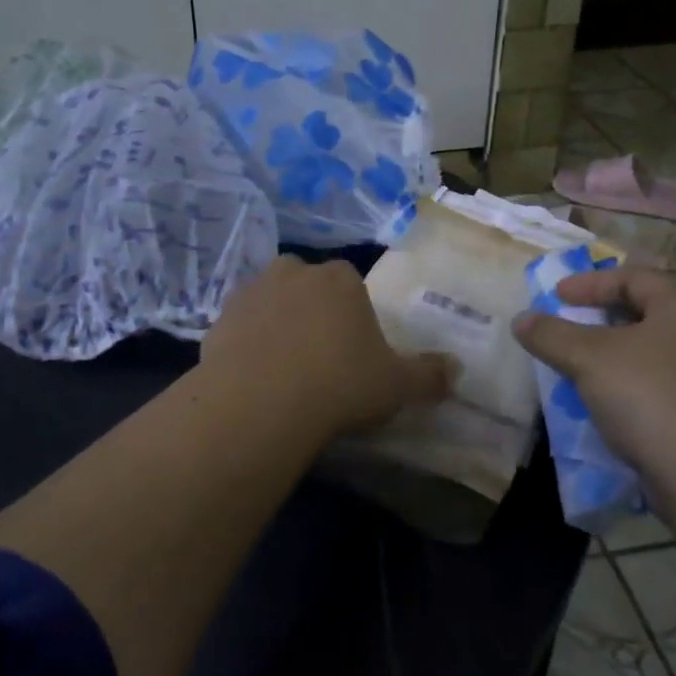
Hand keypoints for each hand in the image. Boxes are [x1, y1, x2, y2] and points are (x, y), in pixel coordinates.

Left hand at [203, 257, 453, 438]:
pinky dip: (245, 344)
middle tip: (318, 353)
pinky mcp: (218, 319)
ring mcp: (250, 293)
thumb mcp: (397, 385)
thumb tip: (457, 369)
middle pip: (306, 284)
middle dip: (312, 308)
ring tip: (283, 365)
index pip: (350, 282)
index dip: (353, 312)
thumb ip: (430, 375)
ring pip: (269, 300)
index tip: (353, 347)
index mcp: (339, 279)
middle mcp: (293, 273)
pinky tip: (253, 376)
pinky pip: (239, 327)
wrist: (261, 402)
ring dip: (276, 322)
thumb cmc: (340, 384)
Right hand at [513, 265, 675, 501]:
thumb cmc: (649, 397)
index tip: (556, 296)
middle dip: (600, 317)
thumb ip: (551, 334)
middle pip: (645, 312)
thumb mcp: (589, 358)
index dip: (591, 282)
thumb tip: (522, 319)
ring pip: (651, 351)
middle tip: (566, 325)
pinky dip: (626, 382)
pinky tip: (603, 401)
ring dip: (611, 354)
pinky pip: (658, 383)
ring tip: (577, 365)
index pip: (635, 277)